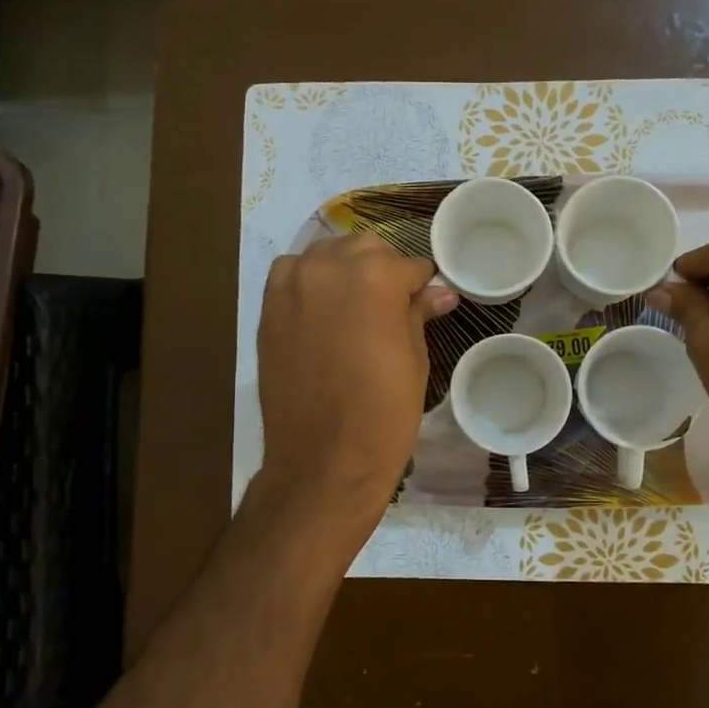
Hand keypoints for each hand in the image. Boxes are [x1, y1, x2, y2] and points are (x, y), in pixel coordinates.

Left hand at [256, 235, 458, 519]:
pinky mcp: (268, 308)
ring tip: (354, 308)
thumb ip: (419, 313)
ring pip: (325, 255)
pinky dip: (308, 282)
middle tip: (392, 307)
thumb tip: (441, 292)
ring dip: (344, 271)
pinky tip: (320, 312)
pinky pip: (292, 275)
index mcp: (376, 276)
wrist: (324, 459)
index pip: (409, 265)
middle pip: (365, 249)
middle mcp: (330, 267)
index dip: (421, 285)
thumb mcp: (414, 358)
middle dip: (383, 270)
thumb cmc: (384, 412)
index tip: (426, 301)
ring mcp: (293, 285)